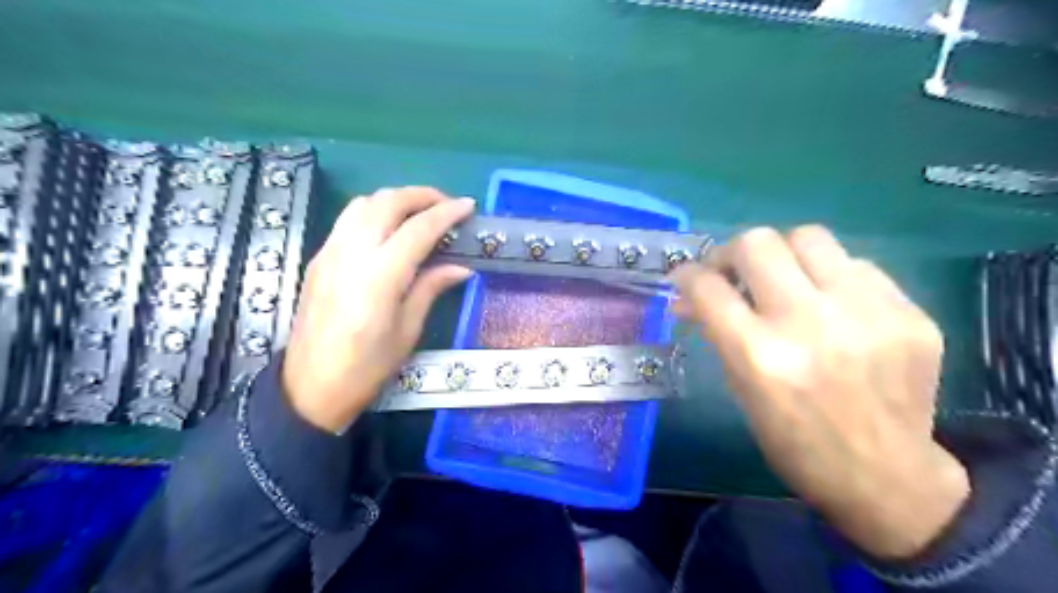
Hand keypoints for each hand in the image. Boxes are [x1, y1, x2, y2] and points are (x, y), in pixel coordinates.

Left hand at [285, 188, 474, 429]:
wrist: (309, 387)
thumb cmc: (366, 368)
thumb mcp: (407, 331)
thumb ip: (431, 289)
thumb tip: (461, 267)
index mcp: (379, 277)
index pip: (417, 229)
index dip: (446, 213)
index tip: (468, 206)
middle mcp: (351, 254)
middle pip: (386, 202)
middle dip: (421, 195)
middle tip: (447, 205)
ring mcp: (330, 253)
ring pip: (363, 203)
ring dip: (395, 199)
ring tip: (420, 212)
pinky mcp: (319, 258)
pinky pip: (348, 219)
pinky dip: (375, 212)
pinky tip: (390, 229)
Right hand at [672, 225, 969, 558]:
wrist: (885, 477)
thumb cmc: (794, 441)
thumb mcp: (741, 389)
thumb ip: (717, 332)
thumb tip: (689, 297)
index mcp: (759, 356)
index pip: (708, 286)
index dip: (687, 275)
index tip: (685, 278)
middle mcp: (810, 324)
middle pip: (757, 243)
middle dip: (731, 252)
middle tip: (732, 271)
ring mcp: (867, 313)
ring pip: (809, 236)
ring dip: (783, 253)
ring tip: (783, 277)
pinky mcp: (910, 313)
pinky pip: (856, 265)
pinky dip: (829, 277)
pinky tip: (831, 304)